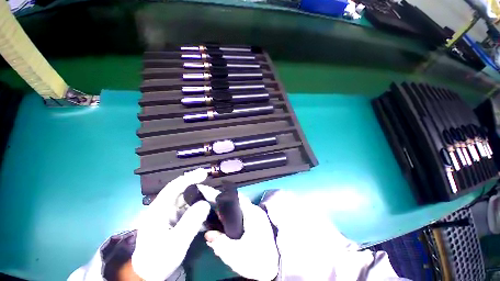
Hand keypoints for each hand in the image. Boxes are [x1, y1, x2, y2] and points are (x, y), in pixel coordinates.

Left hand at [131, 169, 210, 280]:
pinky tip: (207, 215)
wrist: (149, 274)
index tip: (204, 173)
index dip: (189, 178)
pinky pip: (189, 209)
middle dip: (200, 191)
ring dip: (201, 200)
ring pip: (188, 200)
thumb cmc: (158, 260)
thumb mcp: (175, 244)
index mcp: (158, 210)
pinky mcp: (173, 219)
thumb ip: (191, 223)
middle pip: (183, 192)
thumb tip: (206, 203)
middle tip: (215, 196)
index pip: (174, 187)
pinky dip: (199, 209)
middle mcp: (163, 208)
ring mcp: (168, 213)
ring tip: (214, 204)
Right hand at [197, 184, 278, 280]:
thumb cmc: (256, 260)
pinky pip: (243, 214)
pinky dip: (234, 216)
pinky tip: (227, 224)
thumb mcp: (235, 254)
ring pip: (240, 208)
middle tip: (210, 207)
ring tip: (216, 216)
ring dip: (229, 210)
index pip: (236, 197)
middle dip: (224, 203)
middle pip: (237, 201)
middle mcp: (255, 211)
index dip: (223, 194)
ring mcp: (258, 216)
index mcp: (251, 213)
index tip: (211, 193)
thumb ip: (220, 243)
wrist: (275, 268)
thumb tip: (208, 234)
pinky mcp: (258, 222)